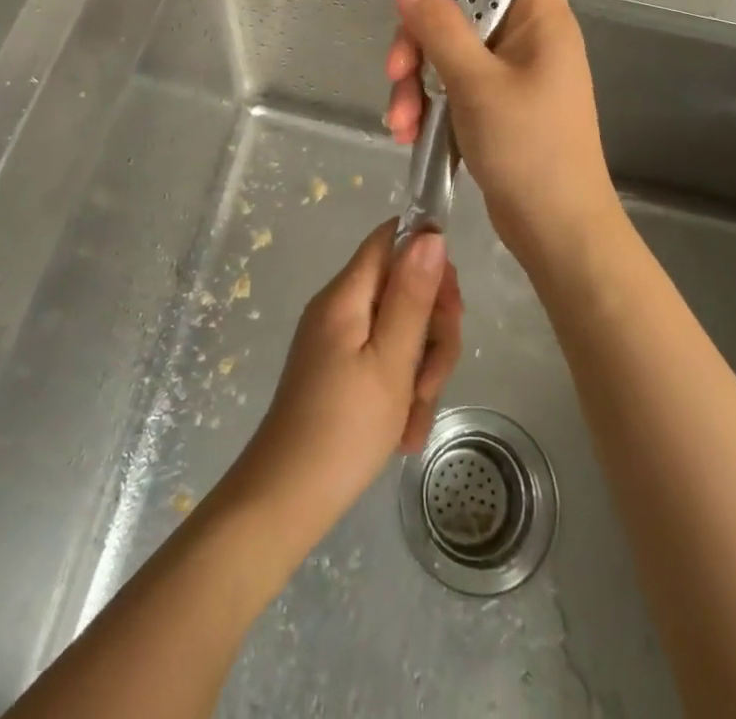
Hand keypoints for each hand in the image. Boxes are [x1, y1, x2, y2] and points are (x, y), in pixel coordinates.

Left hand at [228, 222, 462, 537]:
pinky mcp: (339, 370)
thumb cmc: (344, 428)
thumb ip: (412, 296)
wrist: (286, 501)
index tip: (450, 306)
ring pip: (401, 330)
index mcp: (347, 294)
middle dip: (432, 330)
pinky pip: (384, 361)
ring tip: (415, 415)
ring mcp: (339, 340)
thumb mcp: (391, 361)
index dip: (428, 258)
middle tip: (434, 376)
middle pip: (403, 287)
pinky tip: (404, 430)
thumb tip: (430, 234)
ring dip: (421, 370)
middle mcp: (341, 307)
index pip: (392, 238)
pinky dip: (401, 390)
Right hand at [384, 0, 617, 257]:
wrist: (557, 231)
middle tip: (396, 69)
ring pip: (452, 50)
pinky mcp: (497, 104)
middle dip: (421, 37)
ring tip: (399, 121)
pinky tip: (408, 132)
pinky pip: (455, 84)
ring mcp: (512, 73)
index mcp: (541, 20)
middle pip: (467, 7)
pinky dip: (430, 103)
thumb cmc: (528, 149)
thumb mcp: (476, 83)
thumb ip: (439, 26)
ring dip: (418, 80)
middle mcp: (529, 38)